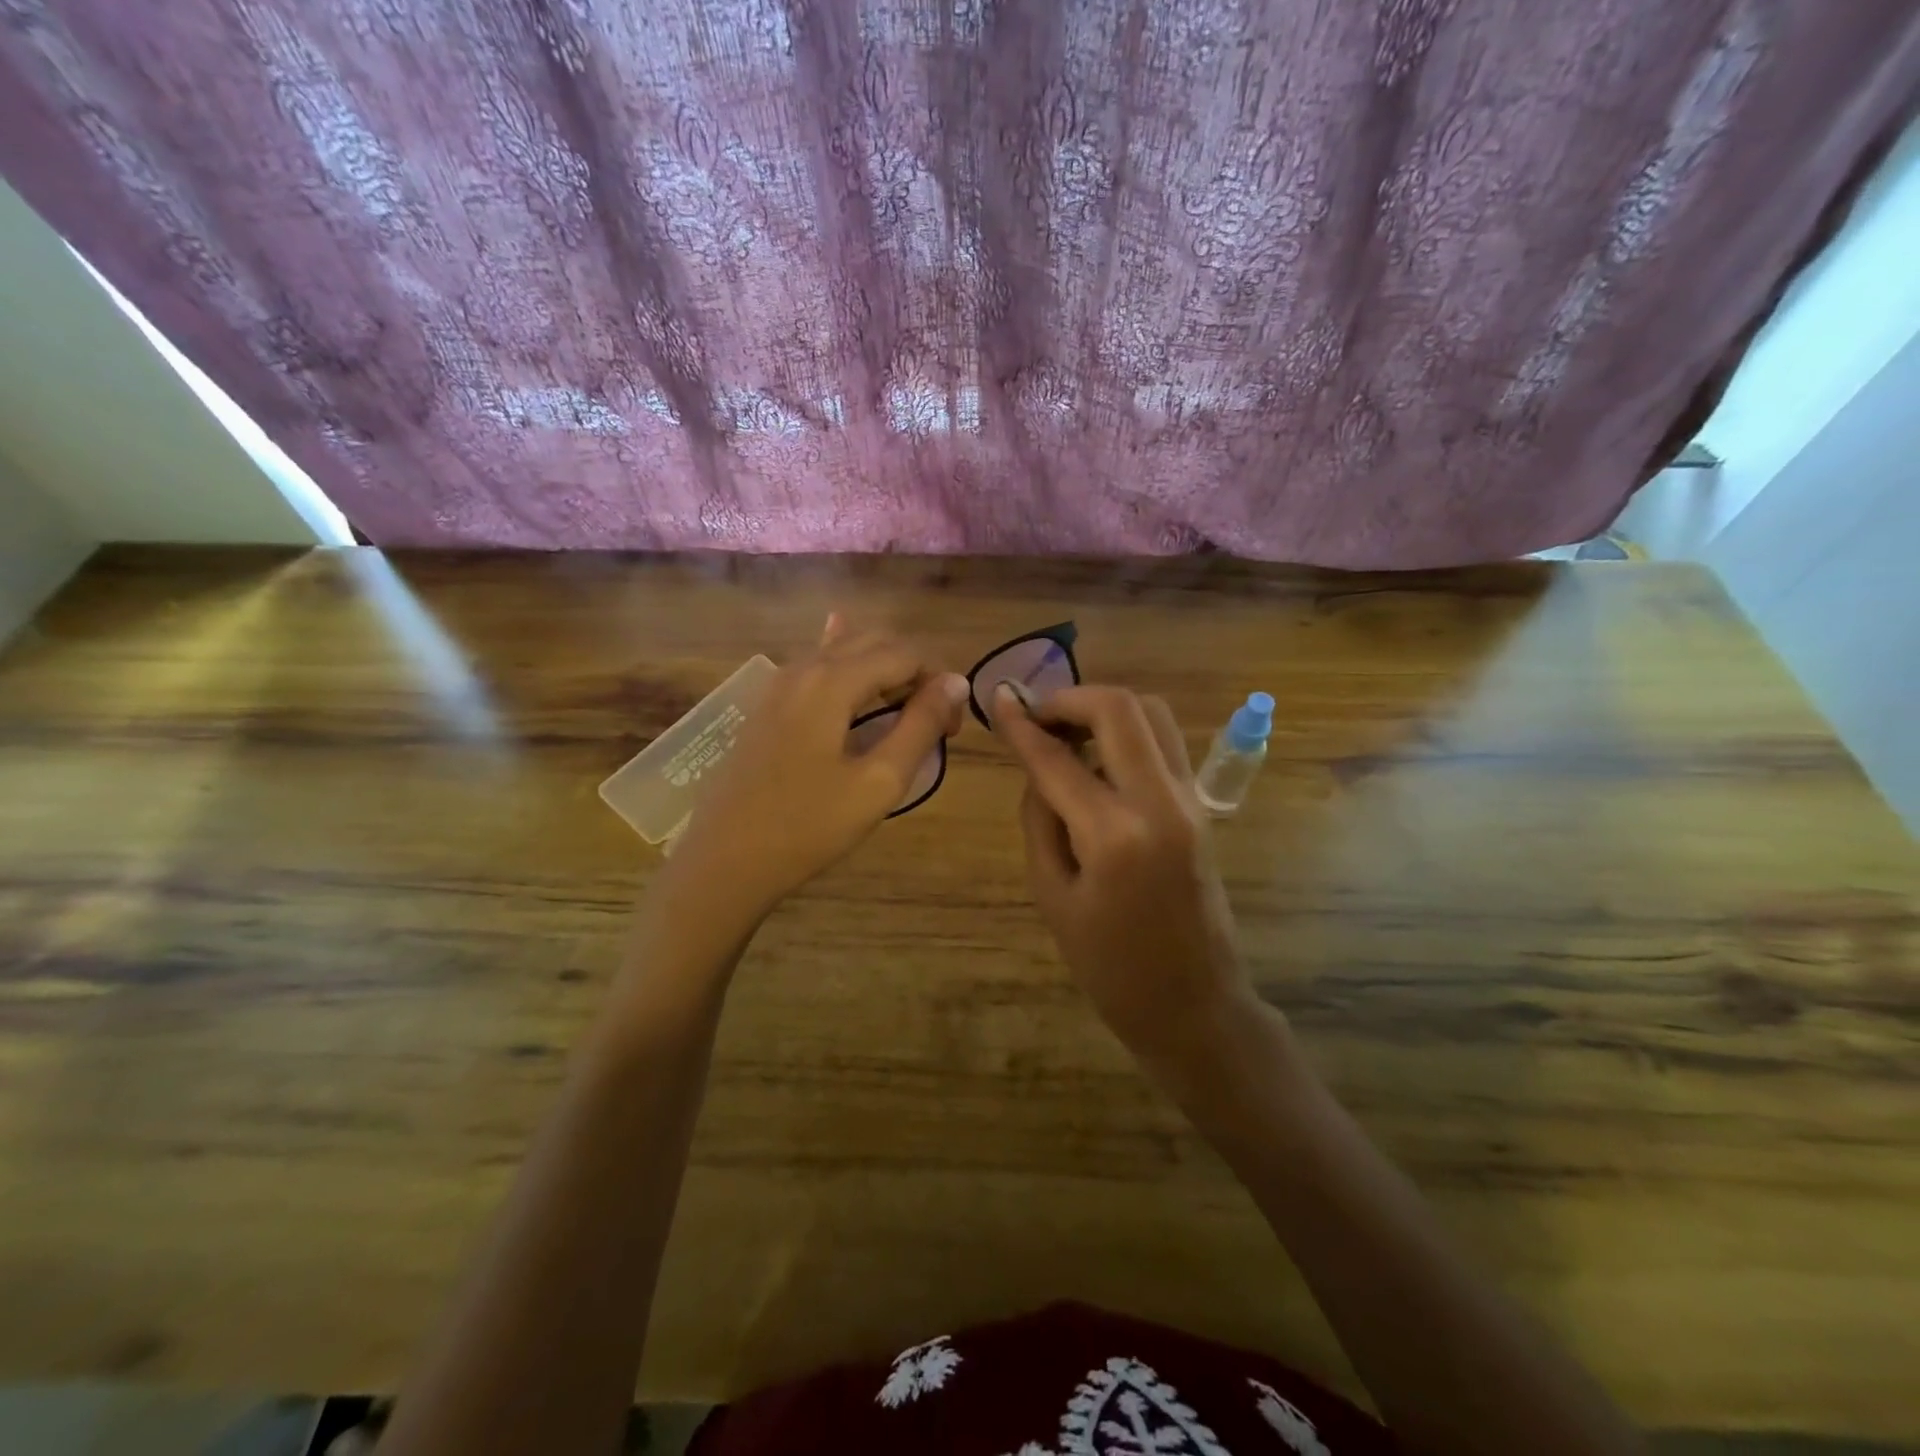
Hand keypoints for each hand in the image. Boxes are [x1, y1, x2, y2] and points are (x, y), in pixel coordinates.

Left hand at [664, 618, 967, 921]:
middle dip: (914, 672)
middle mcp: (804, 667)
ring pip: (843, 651)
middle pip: (874, 643)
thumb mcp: (879, 782)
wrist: (725, 860)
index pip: (905, 654)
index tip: (951, 731)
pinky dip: (847, 668)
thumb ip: (921, 726)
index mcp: (833, 680)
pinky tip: (851, 665)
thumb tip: (956, 682)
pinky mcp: (766, 705)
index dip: (939, 683)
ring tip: (904, 712)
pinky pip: (816, 668)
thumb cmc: (808, 826)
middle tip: (934, 722)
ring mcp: (779, 684)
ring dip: (883, 671)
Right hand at [991, 683, 1262, 1074]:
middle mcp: (1161, 802)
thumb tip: (1037, 765)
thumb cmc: (1110, 966)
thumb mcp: (1053, 896)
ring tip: (1066, 734)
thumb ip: (1040, 819)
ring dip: (1103, 710)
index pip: (1058, 760)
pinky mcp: (1201, 805)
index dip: (1021, 726)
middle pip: (1119, 709)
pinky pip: (1163, 743)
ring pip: (1151, 714)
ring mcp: (1190, 800)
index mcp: (1115, 835)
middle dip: (1070, 699)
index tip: (996, 700)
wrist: (1194, 1004)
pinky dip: (1127, 732)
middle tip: (1036, 718)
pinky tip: (1097, 759)